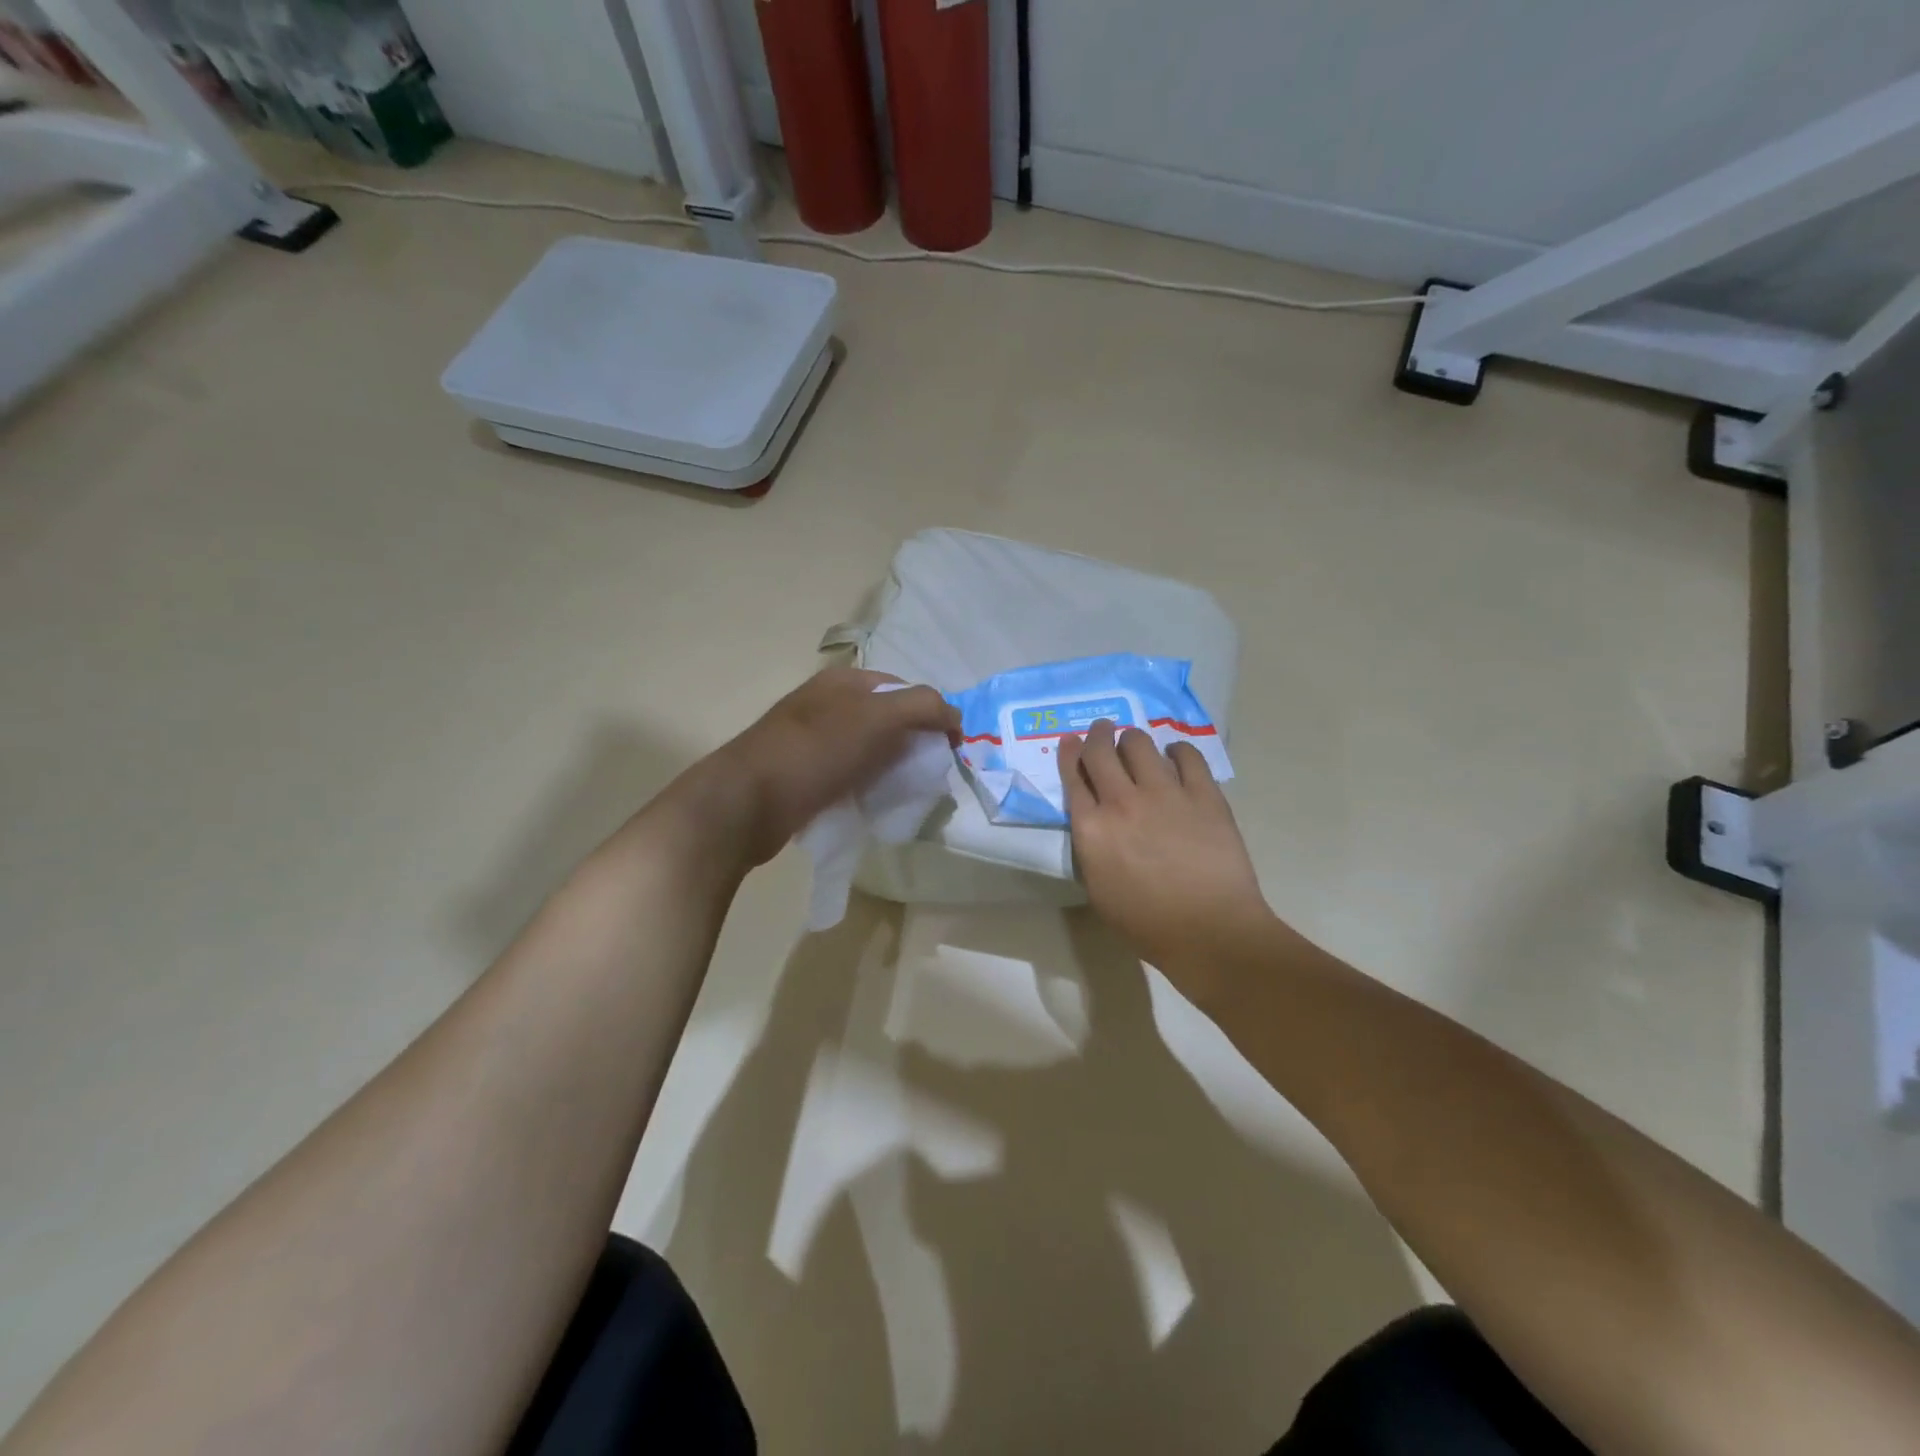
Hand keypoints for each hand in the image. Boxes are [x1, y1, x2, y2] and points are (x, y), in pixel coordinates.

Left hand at [692, 667, 957, 868]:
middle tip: (929, 777)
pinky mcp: (804, 774)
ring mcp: (812, 740)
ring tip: (906, 794)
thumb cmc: (814, 752)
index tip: (948, 750)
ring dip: (891, 770)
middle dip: (912, 745)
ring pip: (869, 751)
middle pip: (887, 720)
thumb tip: (955, 716)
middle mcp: (828, 704)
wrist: (745, 803)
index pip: (904, 689)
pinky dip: (867, 788)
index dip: (931, 715)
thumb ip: (921, 707)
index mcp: (844, 681)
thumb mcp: (876, 719)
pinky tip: (875, 805)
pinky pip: (849, 775)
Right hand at [1059, 721, 1273, 994]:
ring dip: (1132, 740)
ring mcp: (1165, 793)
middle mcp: (1122, 801)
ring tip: (1136, 745)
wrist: (1210, 931)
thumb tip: (1094, 823)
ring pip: (1140, 744)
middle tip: (1101, 729)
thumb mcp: (1098, 890)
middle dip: (1097, 734)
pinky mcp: (1203, 794)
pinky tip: (1176, 757)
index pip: (1073, 776)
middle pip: (1100, 751)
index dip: (1069, 753)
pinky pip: (1187, 755)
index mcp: (1091, 828)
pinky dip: (1176, 751)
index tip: (1071, 741)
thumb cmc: (1147, 924)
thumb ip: (1090, 848)